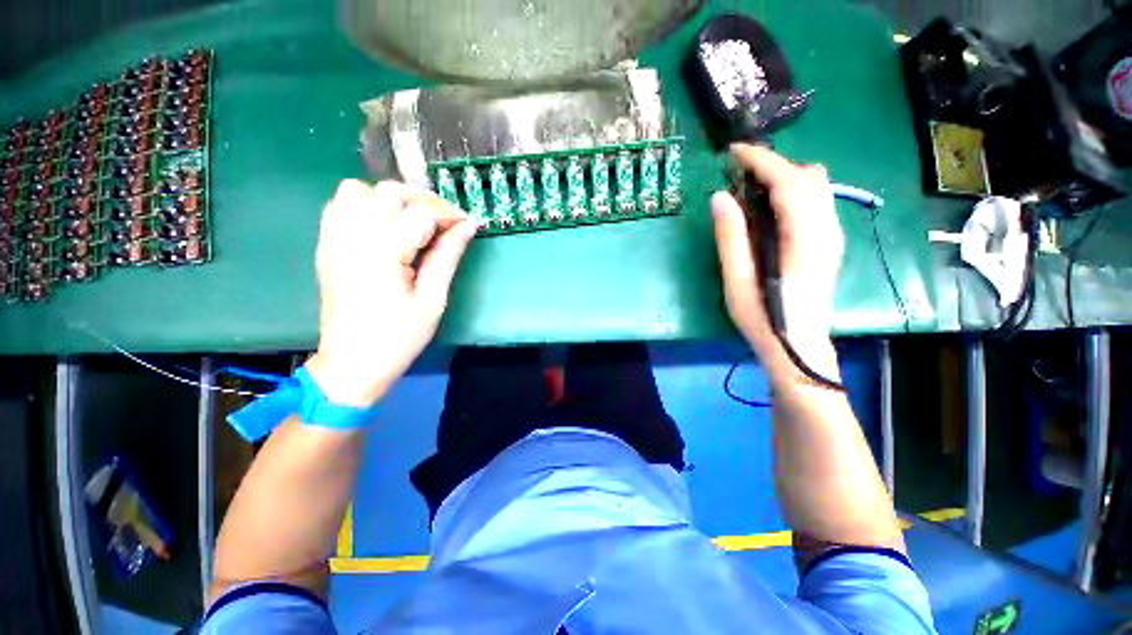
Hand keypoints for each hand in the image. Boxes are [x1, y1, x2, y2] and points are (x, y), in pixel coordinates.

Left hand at [305, 180, 477, 406]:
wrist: (352, 362)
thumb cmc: (398, 337)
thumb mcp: (433, 300)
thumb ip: (448, 256)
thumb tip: (468, 226)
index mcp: (382, 252)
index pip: (421, 212)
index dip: (449, 214)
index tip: (468, 225)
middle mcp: (353, 235)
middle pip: (391, 192)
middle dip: (426, 200)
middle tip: (447, 222)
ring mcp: (334, 237)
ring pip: (362, 189)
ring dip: (393, 198)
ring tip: (415, 219)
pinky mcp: (326, 244)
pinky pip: (340, 204)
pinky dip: (365, 202)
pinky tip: (385, 223)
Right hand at [711, 144, 843, 384]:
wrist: (798, 345)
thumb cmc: (763, 317)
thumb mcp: (737, 280)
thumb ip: (730, 237)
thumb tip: (720, 197)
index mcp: (804, 239)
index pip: (790, 182)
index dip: (762, 160)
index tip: (734, 152)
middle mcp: (826, 229)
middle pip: (809, 176)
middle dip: (774, 164)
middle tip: (738, 175)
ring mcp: (832, 234)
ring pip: (817, 185)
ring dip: (784, 176)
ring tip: (751, 189)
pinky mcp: (829, 241)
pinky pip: (816, 200)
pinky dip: (792, 190)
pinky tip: (769, 208)